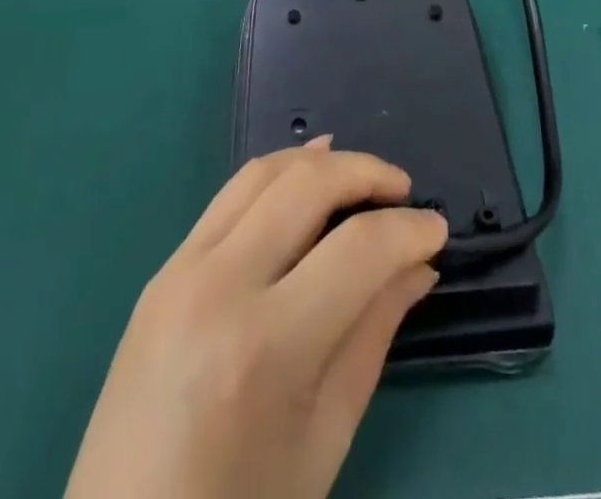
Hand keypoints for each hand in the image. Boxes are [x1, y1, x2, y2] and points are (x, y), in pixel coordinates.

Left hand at [64, 139, 447, 498]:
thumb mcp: (323, 439)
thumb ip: (373, 336)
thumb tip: (418, 266)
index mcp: (264, 347)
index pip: (357, 250)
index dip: (409, 230)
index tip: (437, 229)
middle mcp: (218, 287)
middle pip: (307, 185)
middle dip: (367, 173)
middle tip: (404, 191)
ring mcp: (180, 270)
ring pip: (263, 172)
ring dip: (321, 161)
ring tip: (363, 175)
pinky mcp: (163, 269)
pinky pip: (229, 196)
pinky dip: (277, 174)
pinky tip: (307, 175)